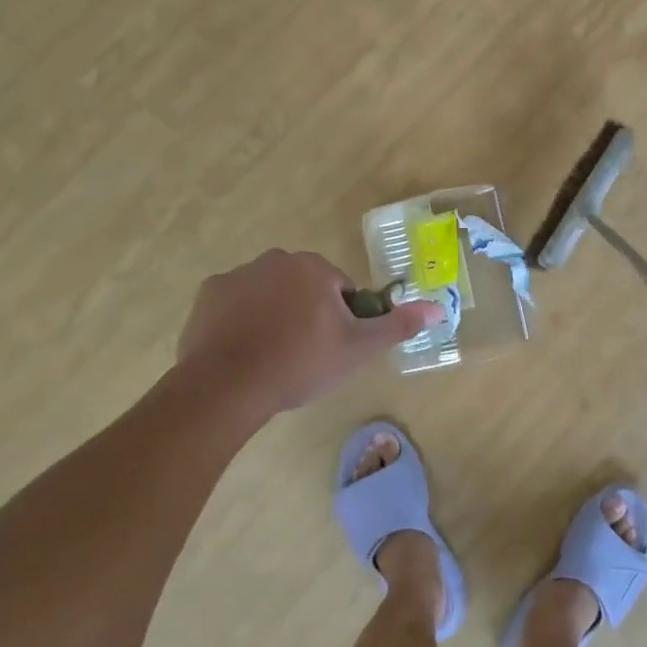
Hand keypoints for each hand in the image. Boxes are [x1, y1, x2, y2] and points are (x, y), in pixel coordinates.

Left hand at [175, 250, 442, 422]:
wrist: (227, 386)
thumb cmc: (300, 363)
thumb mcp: (358, 349)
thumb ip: (397, 325)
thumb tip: (439, 308)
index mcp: (314, 268)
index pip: (340, 289)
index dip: (341, 319)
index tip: (331, 347)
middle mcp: (276, 260)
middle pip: (304, 287)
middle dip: (307, 313)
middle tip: (304, 354)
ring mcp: (238, 275)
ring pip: (270, 293)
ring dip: (275, 315)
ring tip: (272, 356)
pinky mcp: (207, 295)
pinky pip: (236, 304)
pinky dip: (241, 321)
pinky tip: (242, 351)